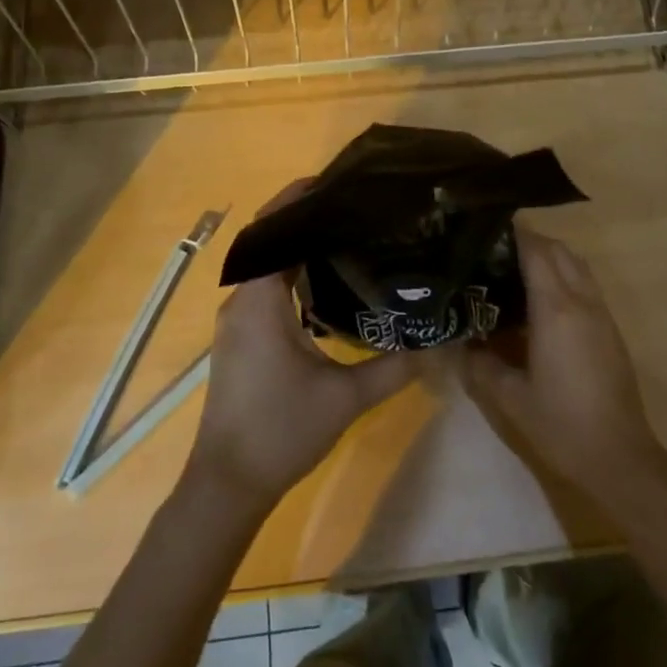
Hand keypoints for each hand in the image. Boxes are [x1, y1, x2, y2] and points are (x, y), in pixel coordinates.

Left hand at [186, 184, 417, 508]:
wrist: (228, 484)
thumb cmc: (280, 432)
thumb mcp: (345, 398)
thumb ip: (394, 368)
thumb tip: (438, 344)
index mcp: (259, 302)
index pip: (271, 232)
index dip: (296, 201)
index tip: (331, 182)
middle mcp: (240, 302)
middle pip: (267, 243)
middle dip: (302, 219)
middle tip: (350, 206)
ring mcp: (236, 322)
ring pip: (264, 268)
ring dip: (295, 248)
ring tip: (344, 235)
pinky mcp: (238, 340)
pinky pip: (263, 291)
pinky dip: (289, 276)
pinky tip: (324, 286)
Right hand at [465, 229, 666, 512]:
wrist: (620, 457)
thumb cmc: (561, 425)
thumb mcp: (509, 397)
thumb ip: (479, 363)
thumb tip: (458, 342)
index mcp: (556, 310)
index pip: (536, 251)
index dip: (512, 233)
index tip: (483, 227)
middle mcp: (582, 302)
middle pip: (559, 251)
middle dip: (528, 241)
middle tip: (492, 250)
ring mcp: (601, 314)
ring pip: (577, 265)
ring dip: (549, 257)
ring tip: (512, 270)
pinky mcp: (610, 329)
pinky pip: (585, 285)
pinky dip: (562, 276)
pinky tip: (537, 302)